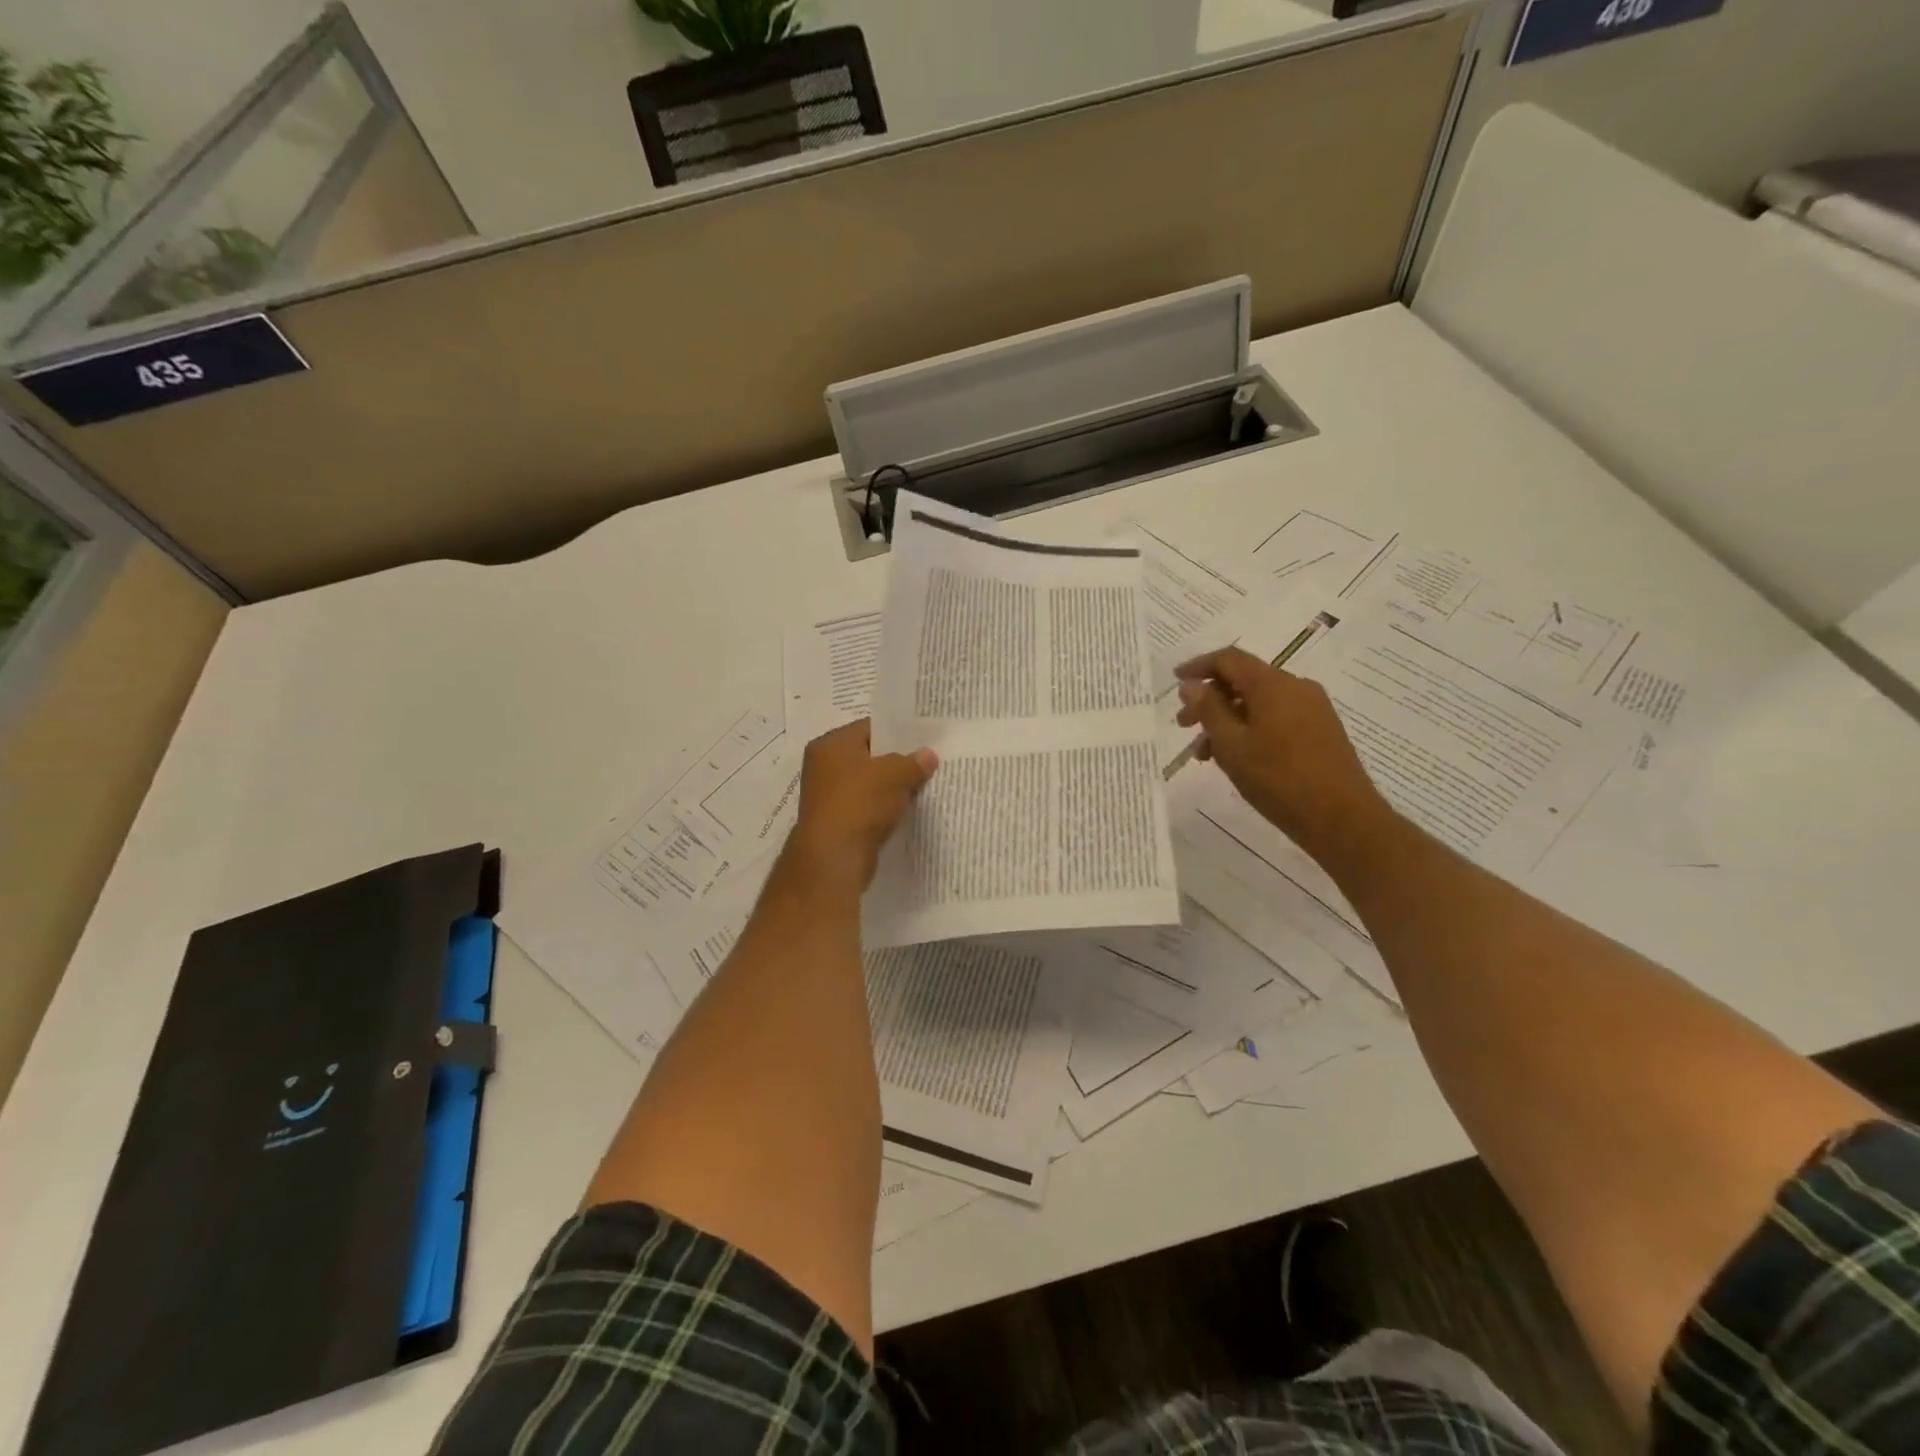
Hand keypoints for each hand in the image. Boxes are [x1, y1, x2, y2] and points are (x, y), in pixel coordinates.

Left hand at [783, 719, 937, 892]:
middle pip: (868, 756)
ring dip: (891, 787)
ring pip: (868, 784)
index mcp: (830, 744)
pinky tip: (905, 810)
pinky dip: (883, 808)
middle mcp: (823, 766)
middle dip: (896, 761)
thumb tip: (928, 755)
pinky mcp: (836, 821)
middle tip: (928, 761)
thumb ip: (914, 762)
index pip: (869, 727)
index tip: (924, 738)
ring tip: (922, 786)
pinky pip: (865, 807)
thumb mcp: (895, 775)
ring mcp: (827, 795)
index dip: (897, 732)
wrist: (834, 858)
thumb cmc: (860, 803)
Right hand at [1174, 646, 1388, 859]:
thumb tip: (1191, 685)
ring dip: (1227, 719)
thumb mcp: (1232, 745)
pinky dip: (1250, 728)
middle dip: (1209, 699)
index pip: (1229, 659)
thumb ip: (1209, 710)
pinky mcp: (1320, 730)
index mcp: (1273, 685)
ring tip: (1206, 753)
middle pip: (1244, 680)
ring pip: (1259, 702)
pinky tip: (1237, 758)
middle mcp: (1296, 687)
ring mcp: (1312, 709)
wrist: (1342, 818)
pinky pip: (1276, 717)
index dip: (1198, 666)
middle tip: (1183, 725)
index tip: (1175, 680)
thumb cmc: (1279, 779)